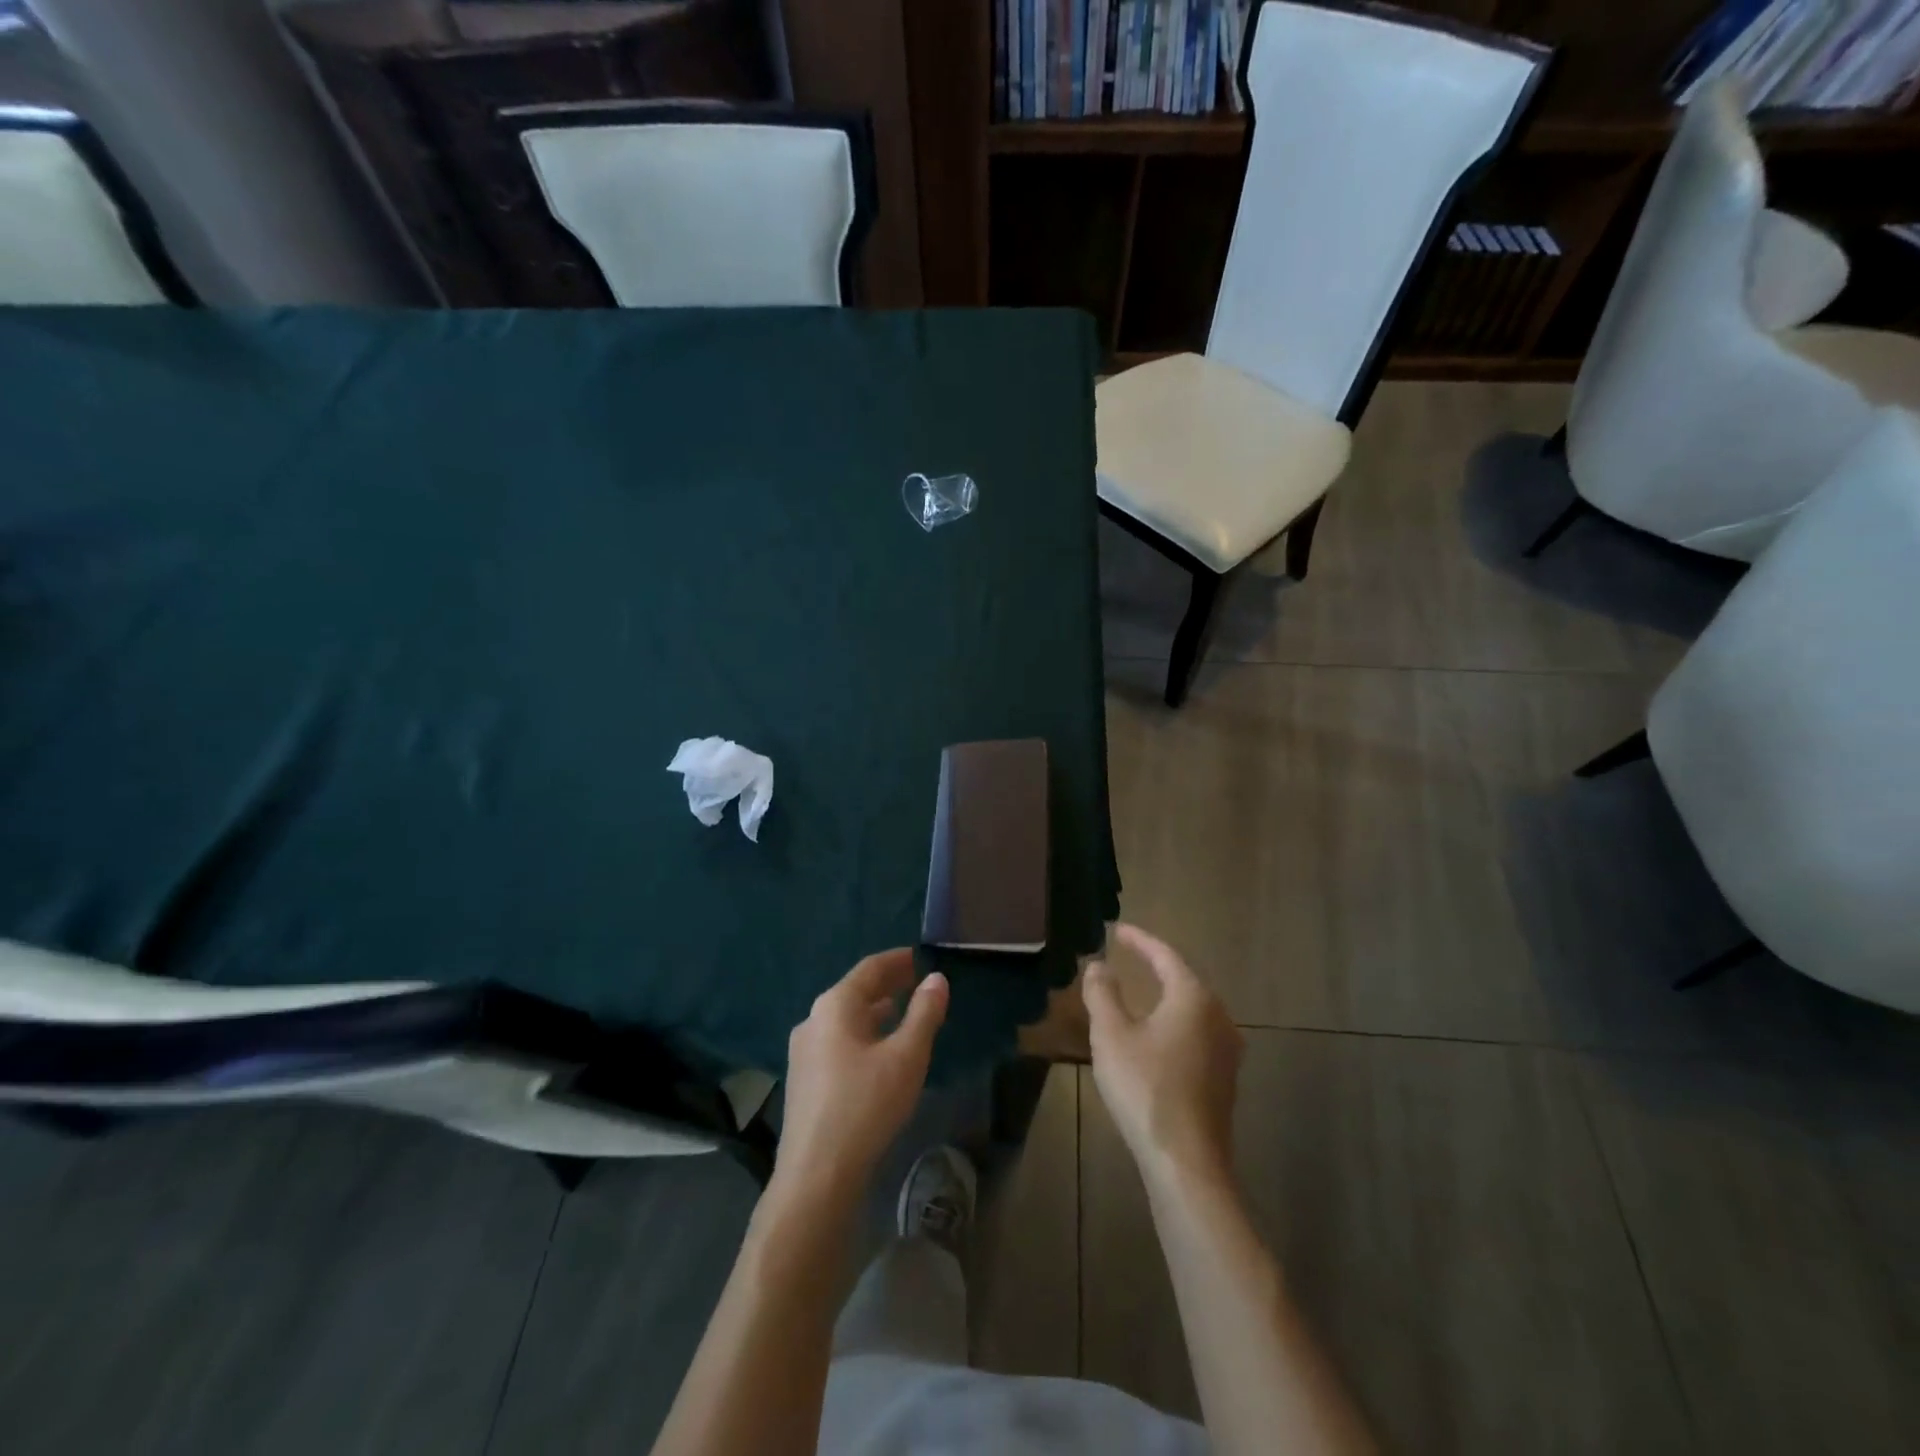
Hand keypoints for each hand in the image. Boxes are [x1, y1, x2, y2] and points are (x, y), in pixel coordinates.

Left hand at [771, 950, 948, 1210]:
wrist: (816, 1175)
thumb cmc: (865, 1106)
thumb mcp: (906, 1057)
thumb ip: (924, 1014)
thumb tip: (937, 979)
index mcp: (834, 1005)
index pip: (869, 968)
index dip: (897, 960)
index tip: (919, 955)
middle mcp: (813, 1020)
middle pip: (855, 991)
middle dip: (887, 984)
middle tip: (917, 980)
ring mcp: (804, 1051)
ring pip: (846, 1019)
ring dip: (876, 1011)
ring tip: (903, 1011)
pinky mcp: (804, 1079)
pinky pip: (838, 1041)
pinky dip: (863, 1033)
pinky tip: (879, 1050)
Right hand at [1084, 923, 1241, 1190]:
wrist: (1186, 1161)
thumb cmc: (1145, 1088)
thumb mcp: (1112, 1035)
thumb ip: (1103, 993)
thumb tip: (1098, 965)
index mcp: (1193, 998)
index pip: (1165, 956)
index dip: (1140, 940)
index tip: (1118, 930)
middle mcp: (1219, 1017)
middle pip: (1184, 980)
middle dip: (1156, 966)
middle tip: (1129, 955)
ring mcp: (1227, 1050)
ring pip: (1192, 1009)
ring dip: (1166, 996)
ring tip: (1141, 991)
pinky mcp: (1224, 1078)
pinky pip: (1196, 1034)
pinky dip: (1174, 1022)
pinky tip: (1156, 1035)